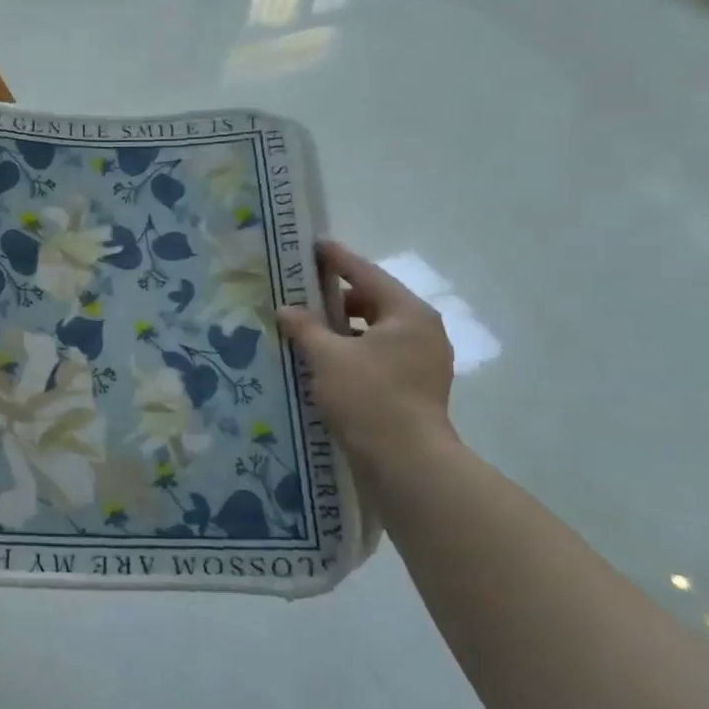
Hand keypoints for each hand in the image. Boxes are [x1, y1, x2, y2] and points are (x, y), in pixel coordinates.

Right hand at [277, 240, 455, 469]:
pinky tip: (325, 361)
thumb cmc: (369, 398)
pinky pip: (378, 355)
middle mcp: (422, 330)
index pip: (366, 274)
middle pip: (374, 301)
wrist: (406, 463)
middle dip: (336, 299)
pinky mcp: (415, 386)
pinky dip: (353, 352)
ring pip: (375, 331)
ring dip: (343, 328)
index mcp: (408, 313)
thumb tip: (286, 308)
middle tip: (301, 294)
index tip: (312, 246)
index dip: (336, 259)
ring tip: (307, 330)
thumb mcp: (328, 357)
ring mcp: (423, 360)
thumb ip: (305, 327)